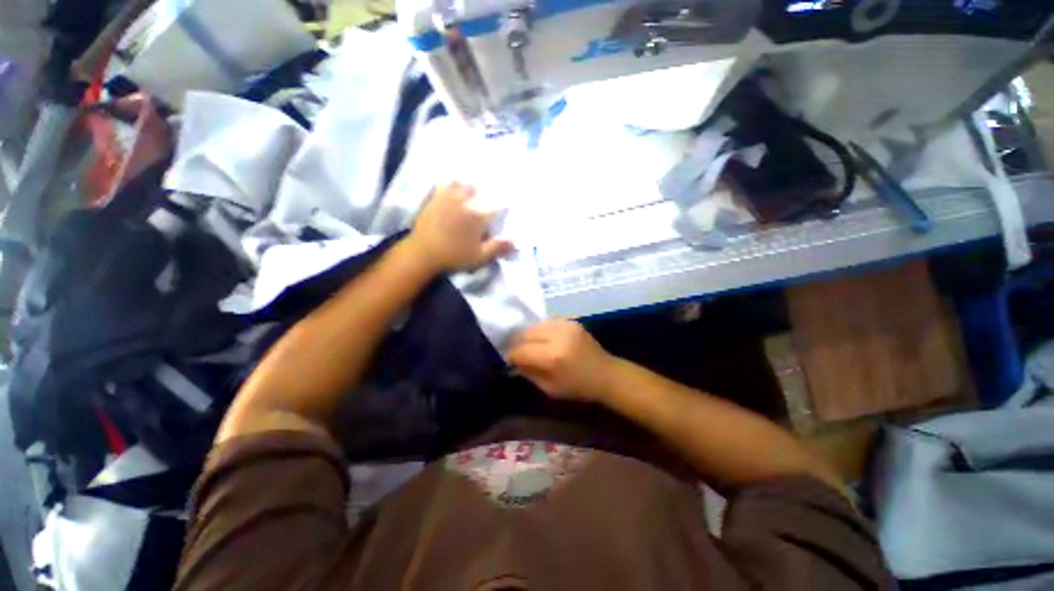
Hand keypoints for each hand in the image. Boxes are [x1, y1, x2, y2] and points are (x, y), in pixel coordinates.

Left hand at [407, 183, 512, 272]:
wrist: (423, 254)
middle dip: (480, 195)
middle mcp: (464, 202)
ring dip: (464, 188)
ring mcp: (447, 198)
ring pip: (459, 184)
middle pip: (476, 190)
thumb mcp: (480, 257)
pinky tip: (447, 189)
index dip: (501, 206)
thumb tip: (516, 241)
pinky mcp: (433, 199)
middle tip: (479, 203)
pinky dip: (447, 185)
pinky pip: (441, 185)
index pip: (496, 206)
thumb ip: (498, 247)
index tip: (503, 208)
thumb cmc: (454, 256)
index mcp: (478, 216)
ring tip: (464, 194)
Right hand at [509, 319, 618, 402]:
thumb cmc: (578, 387)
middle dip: (518, 343)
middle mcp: (557, 336)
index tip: (511, 361)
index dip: (512, 356)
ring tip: (530, 345)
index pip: (521, 350)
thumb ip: (528, 372)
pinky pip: (547, 322)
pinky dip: (541, 330)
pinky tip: (543, 339)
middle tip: (518, 352)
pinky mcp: (571, 320)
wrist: (606, 374)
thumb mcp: (549, 389)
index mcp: (552, 357)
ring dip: (528, 335)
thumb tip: (514, 361)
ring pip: (535, 325)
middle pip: (525, 333)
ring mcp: (565, 325)